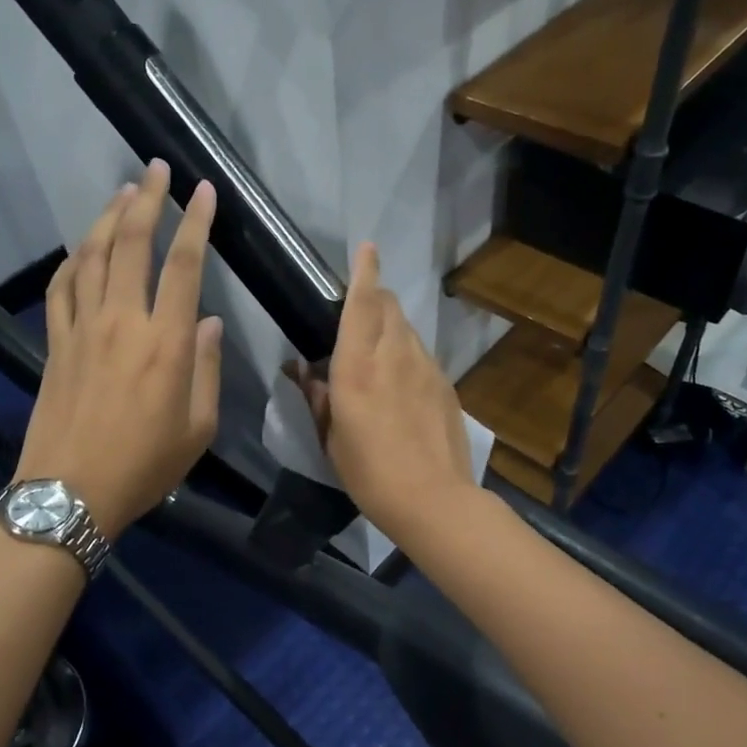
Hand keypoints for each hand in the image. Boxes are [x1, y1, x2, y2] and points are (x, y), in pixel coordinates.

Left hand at [14, 161, 220, 539]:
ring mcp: (82, 328)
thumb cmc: (145, 465)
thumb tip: (209, 322)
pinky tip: (81, 247)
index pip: (184, 265)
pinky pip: (61, 287)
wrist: (71, 492)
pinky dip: (72, 259)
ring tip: (122, 192)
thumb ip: (207, 368)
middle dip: (146, 199)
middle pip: (131, 244)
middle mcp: (123, 322)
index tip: (204, 190)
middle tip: (155, 169)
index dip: (196, 222)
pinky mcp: (55, 342)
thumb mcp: (198, 427)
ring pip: (91, 256)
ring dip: (107, 217)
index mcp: (167, 343)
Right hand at [292, 242, 476, 541]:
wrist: (434, 499)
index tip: (367, 247)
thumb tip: (301, 369)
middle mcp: (395, 355)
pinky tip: (400, 382)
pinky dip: (406, 352)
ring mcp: (426, 367)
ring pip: (407, 328)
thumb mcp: (332, 437)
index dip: (364, 271)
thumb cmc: (370, 472)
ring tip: (376, 350)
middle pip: (389, 305)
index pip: (362, 303)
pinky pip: (422, 354)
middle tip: (358, 308)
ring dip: (390, 325)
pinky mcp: (445, 384)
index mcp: (358, 365)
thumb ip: (317, 396)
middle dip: (375, 295)